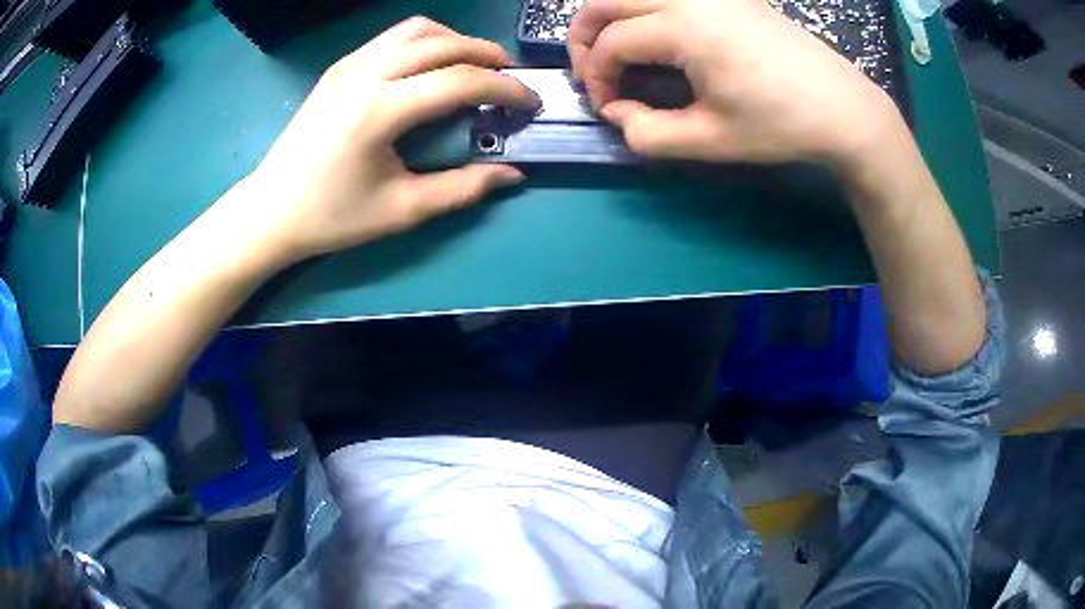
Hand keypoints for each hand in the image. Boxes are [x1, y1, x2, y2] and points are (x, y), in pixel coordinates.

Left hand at [243, 17, 539, 263]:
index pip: (460, 81)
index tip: (529, 104)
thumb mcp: (401, 211)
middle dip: (488, 55)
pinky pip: (393, 37)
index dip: (505, 89)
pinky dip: (426, 42)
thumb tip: (512, 174)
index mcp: (380, 110)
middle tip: (509, 79)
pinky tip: (432, 67)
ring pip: (418, 29)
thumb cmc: (332, 216)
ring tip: (474, 67)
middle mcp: (366, 73)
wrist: (270, 209)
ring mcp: (350, 64)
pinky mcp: (340, 66)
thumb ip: (462, 189)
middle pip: (443, 42)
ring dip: (456, 41)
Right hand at [568, 0, 902, 167]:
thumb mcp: (710, 141)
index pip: (610, 44)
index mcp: (683, 26)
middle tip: (593, 72)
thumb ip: (648, 133)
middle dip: (584, 36)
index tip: (608, 110)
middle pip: (605, 0)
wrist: (843, 109)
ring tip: (617, 52)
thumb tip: (618, 113)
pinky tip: (656, 37)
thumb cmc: (780, 126)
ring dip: (610, 17)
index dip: (596, 79)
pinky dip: (643, 10)